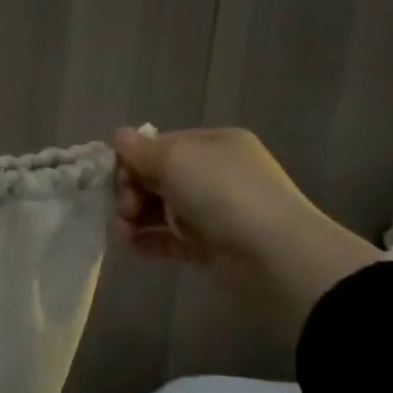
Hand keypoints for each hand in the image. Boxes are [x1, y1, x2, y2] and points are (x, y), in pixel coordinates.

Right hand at [112, 126, 383, 337]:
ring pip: (158, 209)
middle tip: (127, 208)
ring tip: (125, 231)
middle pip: (156, 177)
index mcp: (212, 145)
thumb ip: (142, 150)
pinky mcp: (207, 246)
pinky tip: (132, 245)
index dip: (132, 160)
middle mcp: (213, 174)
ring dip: (134, 217)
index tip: (118, 178)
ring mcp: (211, 211)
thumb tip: (119, 136)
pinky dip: (147, 241)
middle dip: (131, 190)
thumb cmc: (224, 194)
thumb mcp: (177, 159)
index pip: (159, 146)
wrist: (274, 256)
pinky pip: (167, 238)